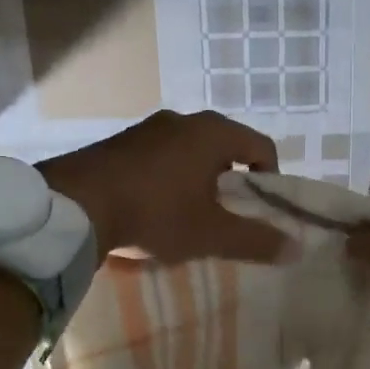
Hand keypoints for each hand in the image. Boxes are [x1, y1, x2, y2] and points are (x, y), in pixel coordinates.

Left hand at [38, 110, 286, 264]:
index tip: (260, 209)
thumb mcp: (210, 234)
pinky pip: (158, 157)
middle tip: (226, 216)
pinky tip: (152, 208)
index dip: (270, 178)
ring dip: (197, 180)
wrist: (73, 206)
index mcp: (212, 132)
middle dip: (231, 182)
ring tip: (187, 216)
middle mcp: (182, 120)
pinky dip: (167, 179)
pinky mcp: (118, 142)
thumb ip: (255, 240)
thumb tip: (296, 248)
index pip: (261, 146)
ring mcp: (146, 128)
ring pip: (189, 152)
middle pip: (224, 148)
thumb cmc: (155, 213)